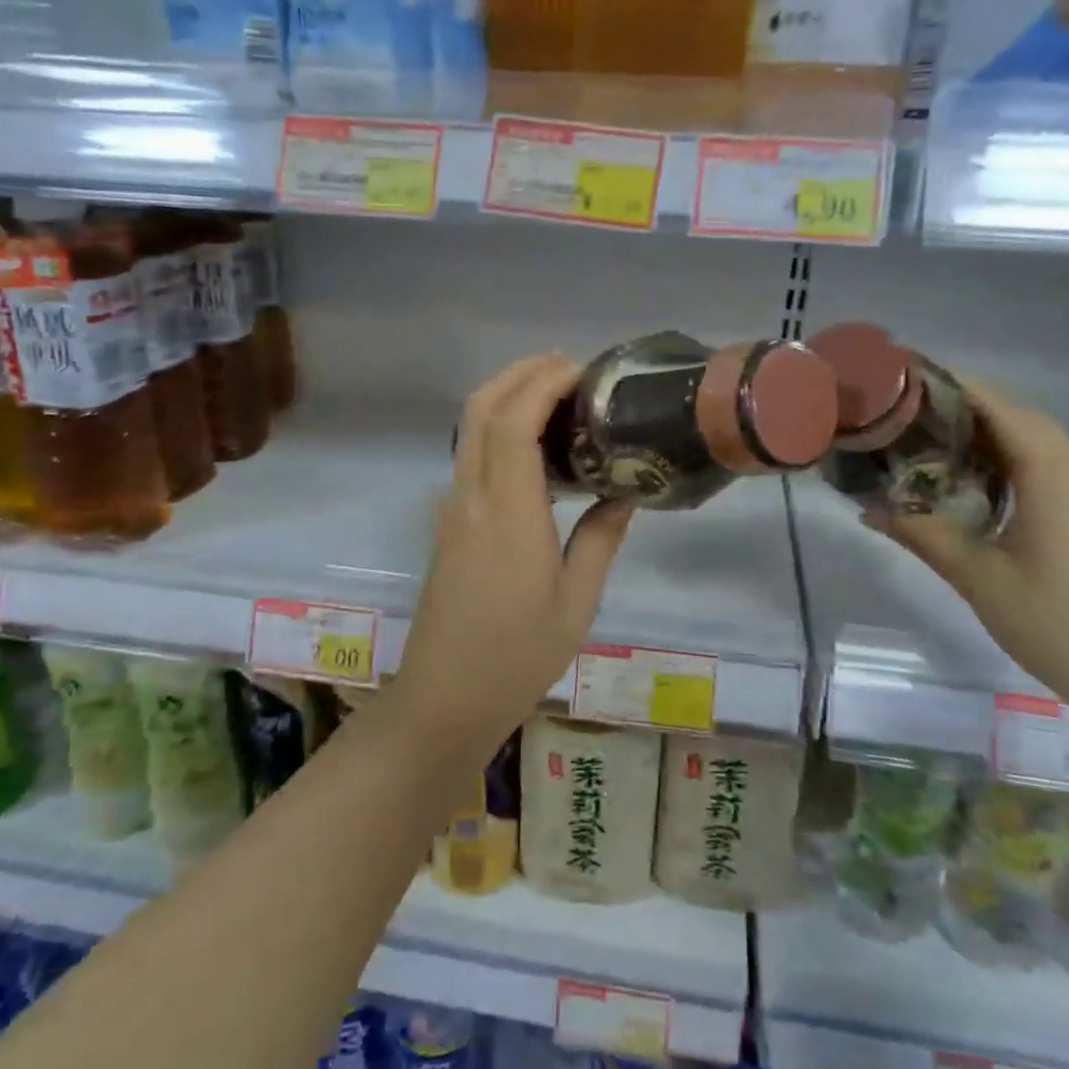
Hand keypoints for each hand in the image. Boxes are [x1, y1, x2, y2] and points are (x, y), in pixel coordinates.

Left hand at [392, 354, 633, 756]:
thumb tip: (626, 493)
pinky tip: (534, 451)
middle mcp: (471, 498)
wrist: (442, 700)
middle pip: (481, 409)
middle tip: (568, 368)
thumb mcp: (577, 604)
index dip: (544, 383)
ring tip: (557, 399)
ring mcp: (453, 509)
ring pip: (470, 430)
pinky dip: (498, 430)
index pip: (515, 423)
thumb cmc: (517, 657)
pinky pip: (470, 457)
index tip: (582, 371)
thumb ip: (601, 539)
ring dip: (507, 397)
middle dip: (520, 373)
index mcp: (508, 514)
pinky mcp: (448, 524)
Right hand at [864, 379, 1068, 721]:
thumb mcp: (976, 576)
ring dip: (983, 434)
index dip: (949, 386)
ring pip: (1032, 439)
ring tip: (925, 439)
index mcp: (1053, 471)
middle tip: (902, 415)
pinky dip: (1006, 457)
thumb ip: (920, 532)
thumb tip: (868, 508)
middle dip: (960, 408)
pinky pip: (1046, 463)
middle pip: (1015, 415)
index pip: (995, 404)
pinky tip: (970, 478)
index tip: (901, 381)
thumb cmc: (1055, 622)